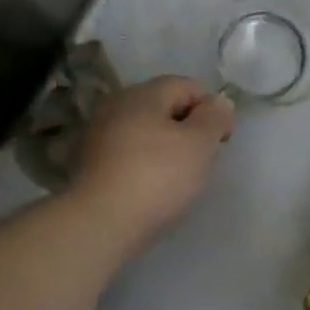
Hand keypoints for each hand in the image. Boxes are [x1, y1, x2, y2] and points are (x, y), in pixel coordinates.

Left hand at [69, 77, 234, 256]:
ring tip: (176, 180)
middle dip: (187, 130)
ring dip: (164, 149)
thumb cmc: (157, 177)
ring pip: (144, 132)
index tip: (221, 142)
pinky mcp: (88, 164)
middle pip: (164, 107)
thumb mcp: (200, 144)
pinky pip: (127, 155)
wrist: (101, 223)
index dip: (211, 110)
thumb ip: (215, 117)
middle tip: (201, 162)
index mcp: (144, 93)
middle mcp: (116, 105)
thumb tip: (218, 102)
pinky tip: (150, 189)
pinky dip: (143, 165)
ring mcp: (97, 134)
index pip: (188, 86)